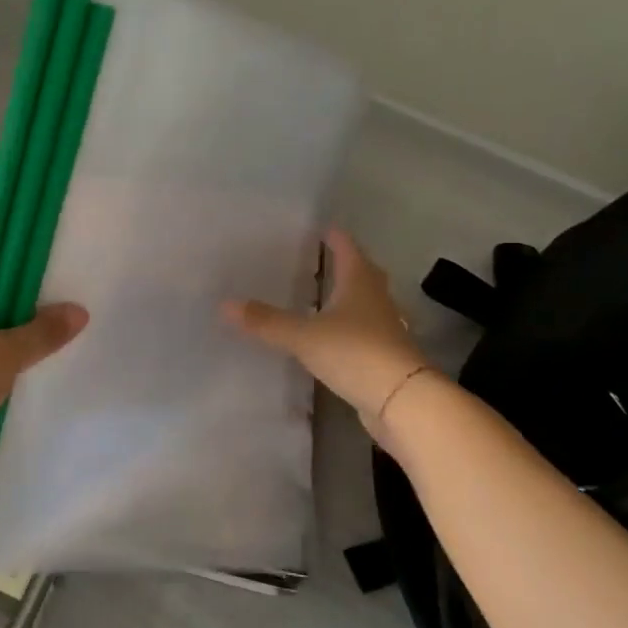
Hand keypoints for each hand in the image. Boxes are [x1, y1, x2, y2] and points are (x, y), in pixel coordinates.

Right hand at [223, 228, 428, 433]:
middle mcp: (377, 298)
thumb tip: (225, 304)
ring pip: (366, 302)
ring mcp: (385, 327)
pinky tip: (334, 335)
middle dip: (345, 264)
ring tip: (324, 295)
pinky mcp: (385, 354)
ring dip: (349, 296)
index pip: (347, 249)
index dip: (335, 237)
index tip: (322, 227)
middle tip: (321, 258)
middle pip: (363, 272)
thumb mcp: (304, 336)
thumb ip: (267, 321)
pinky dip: (350, 326)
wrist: (402, 400)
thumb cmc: (355, 353)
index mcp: (360, 282)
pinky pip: (365, 330)